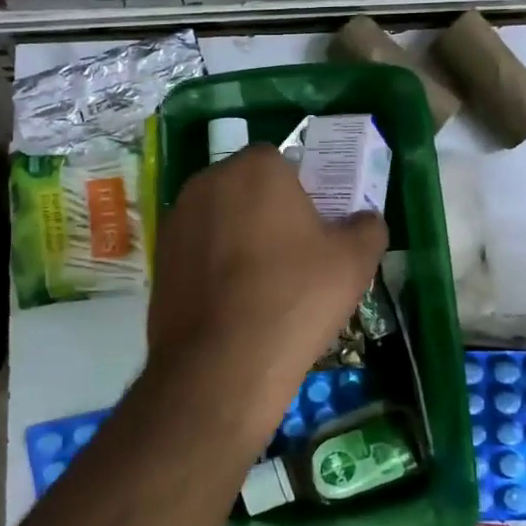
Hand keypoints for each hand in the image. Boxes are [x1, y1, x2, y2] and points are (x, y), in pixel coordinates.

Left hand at [147, 145, 386, 446]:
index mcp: (256, 167)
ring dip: (236, 237)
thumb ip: (367, 227)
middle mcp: (208, 181)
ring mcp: (176, 219)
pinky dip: (212, 266)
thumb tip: (364, 220)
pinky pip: (196, 250)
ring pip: (218, 218)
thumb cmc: (295, 297)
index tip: (313, 228)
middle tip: (291, 256)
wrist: (222, 363)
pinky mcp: (158, 257)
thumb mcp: (355, 261)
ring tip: (259, 285)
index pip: (282, 162)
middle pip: (246, 187)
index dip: (300, 192)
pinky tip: (230, 304)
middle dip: (265, 211)